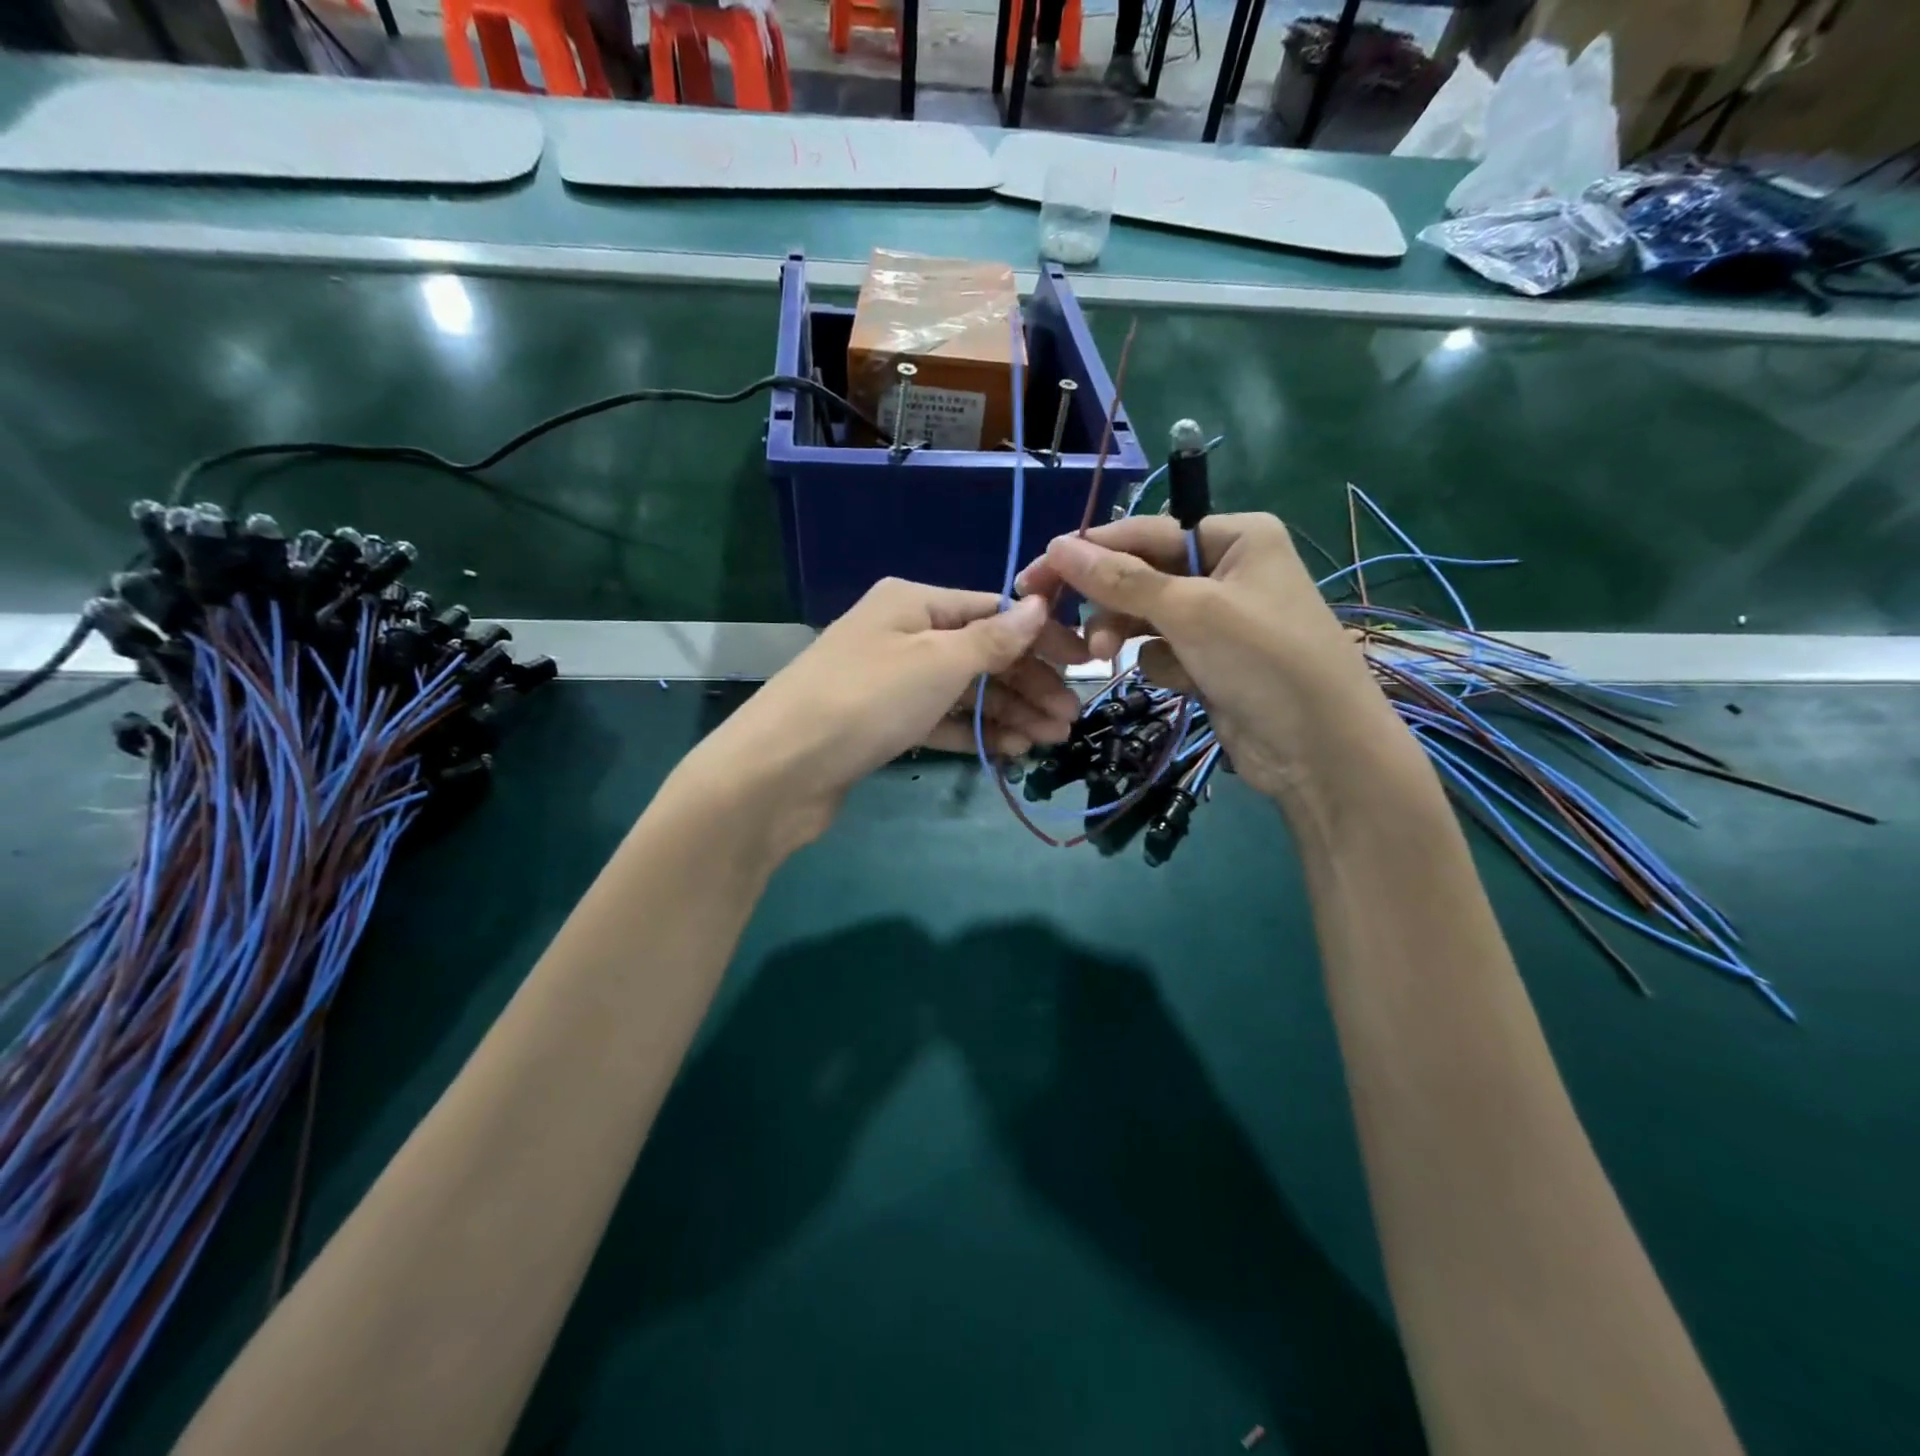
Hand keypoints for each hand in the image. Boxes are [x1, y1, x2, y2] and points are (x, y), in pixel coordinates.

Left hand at [681, 578, 1087, 854]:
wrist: (780, 769)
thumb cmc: (866, 700)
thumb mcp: (937, 662)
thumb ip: (993, 638)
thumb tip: (1040, 606)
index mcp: (913, 603)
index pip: (991, 611)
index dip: (1039, 637)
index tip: (1082, 665)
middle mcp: (902, 635)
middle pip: (980, 654)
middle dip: (1027, 685)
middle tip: (1069, 719)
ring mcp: (891, 682)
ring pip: (963, 692)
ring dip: (1008, 713)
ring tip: (1051, 741)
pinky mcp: (883, 724)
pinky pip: (940, 721)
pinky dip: (974, 732)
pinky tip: (1011, 750)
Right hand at [1014, 513, 1397, 807]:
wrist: (1320, 752)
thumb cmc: (1264, 662)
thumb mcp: (1191, 611)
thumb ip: (1122, 579)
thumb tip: (1058, 545)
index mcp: (1235, 536)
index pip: (1144, 532)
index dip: (1087, 553)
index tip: (1035, 575)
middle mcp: (1227, 569)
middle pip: (1141, 575)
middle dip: (1109, 604)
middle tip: (1064, 628)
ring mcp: (1220, 618)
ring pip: (1146, 616)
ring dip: (1126, 635)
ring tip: (1104, 657)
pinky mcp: (1212, 660)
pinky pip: (1164, 650)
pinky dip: (1164, 665)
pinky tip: (1185, 682)